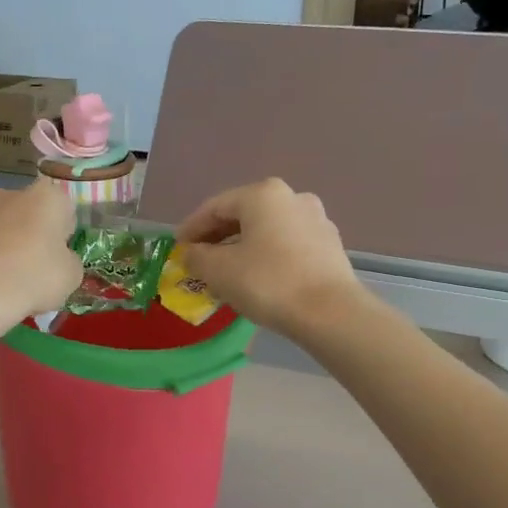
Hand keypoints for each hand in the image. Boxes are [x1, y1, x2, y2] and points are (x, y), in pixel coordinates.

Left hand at [0, 180, 82, 325]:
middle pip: (22, 213)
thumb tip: (58, 261)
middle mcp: (5, 194)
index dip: (62, 234)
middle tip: (27, 272)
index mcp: (45, 198)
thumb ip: (68, 261)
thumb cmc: (31, 280)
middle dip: (25, 235)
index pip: (62, 209)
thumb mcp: (70, 278)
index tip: (57, 259)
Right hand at [176, 178, 363, 337]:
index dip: (192, 228)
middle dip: (217, 238)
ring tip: (226, 272)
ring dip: (242, 247)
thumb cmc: (267, 282)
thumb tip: (191, 253)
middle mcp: (292, 197)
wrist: (330, 313)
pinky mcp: (329, 245)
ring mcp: (316, 220)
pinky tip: (257, 278)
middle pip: (243, 215)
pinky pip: (287, 245)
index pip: (215, 207)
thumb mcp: (219, 270)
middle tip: (198, 260)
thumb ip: (197, 257)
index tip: (177, 248)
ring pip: (266, 231)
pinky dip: (266, 256)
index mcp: (262, 194)